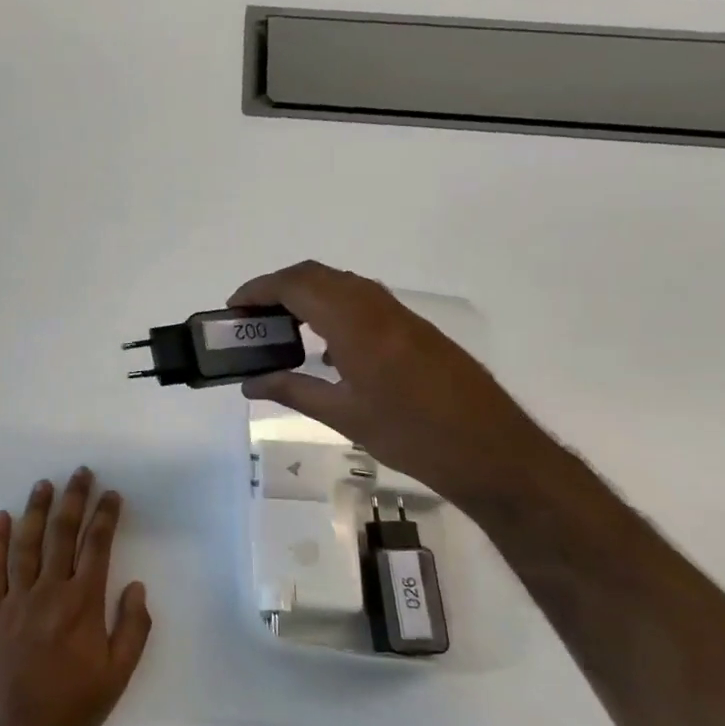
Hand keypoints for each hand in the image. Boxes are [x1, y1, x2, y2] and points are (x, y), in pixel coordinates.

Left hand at [0, 469, 151, 725]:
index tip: (112, 495)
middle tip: (80, 473)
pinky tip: (1, 518)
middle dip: (74, 500)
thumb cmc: (73, 709)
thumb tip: (136, 586)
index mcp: (83, 603)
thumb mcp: (118, 675)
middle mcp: (49, 591)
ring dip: (36, 510)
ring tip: (44, 484)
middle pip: (62, 534)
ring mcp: (16, 598)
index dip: (105, 517)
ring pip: (27, 543)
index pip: (96, 546)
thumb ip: (132, 628)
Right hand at [229, 260, 553, 508]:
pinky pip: (363, 300)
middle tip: (251, 315)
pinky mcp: (415, 329)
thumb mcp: (343, 416)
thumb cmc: (411, 435)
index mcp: (356, 324)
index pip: (297, 286)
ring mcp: (401, 316)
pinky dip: (332, 307)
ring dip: (307, 294)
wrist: (492, 450)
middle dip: (278, 287)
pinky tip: (326, 346)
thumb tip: (250, 383)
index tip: (232, 307)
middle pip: (317, 275)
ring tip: (281, 327)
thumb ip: (292, 391)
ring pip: (342, 284)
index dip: (259, 289)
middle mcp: (377, 307)